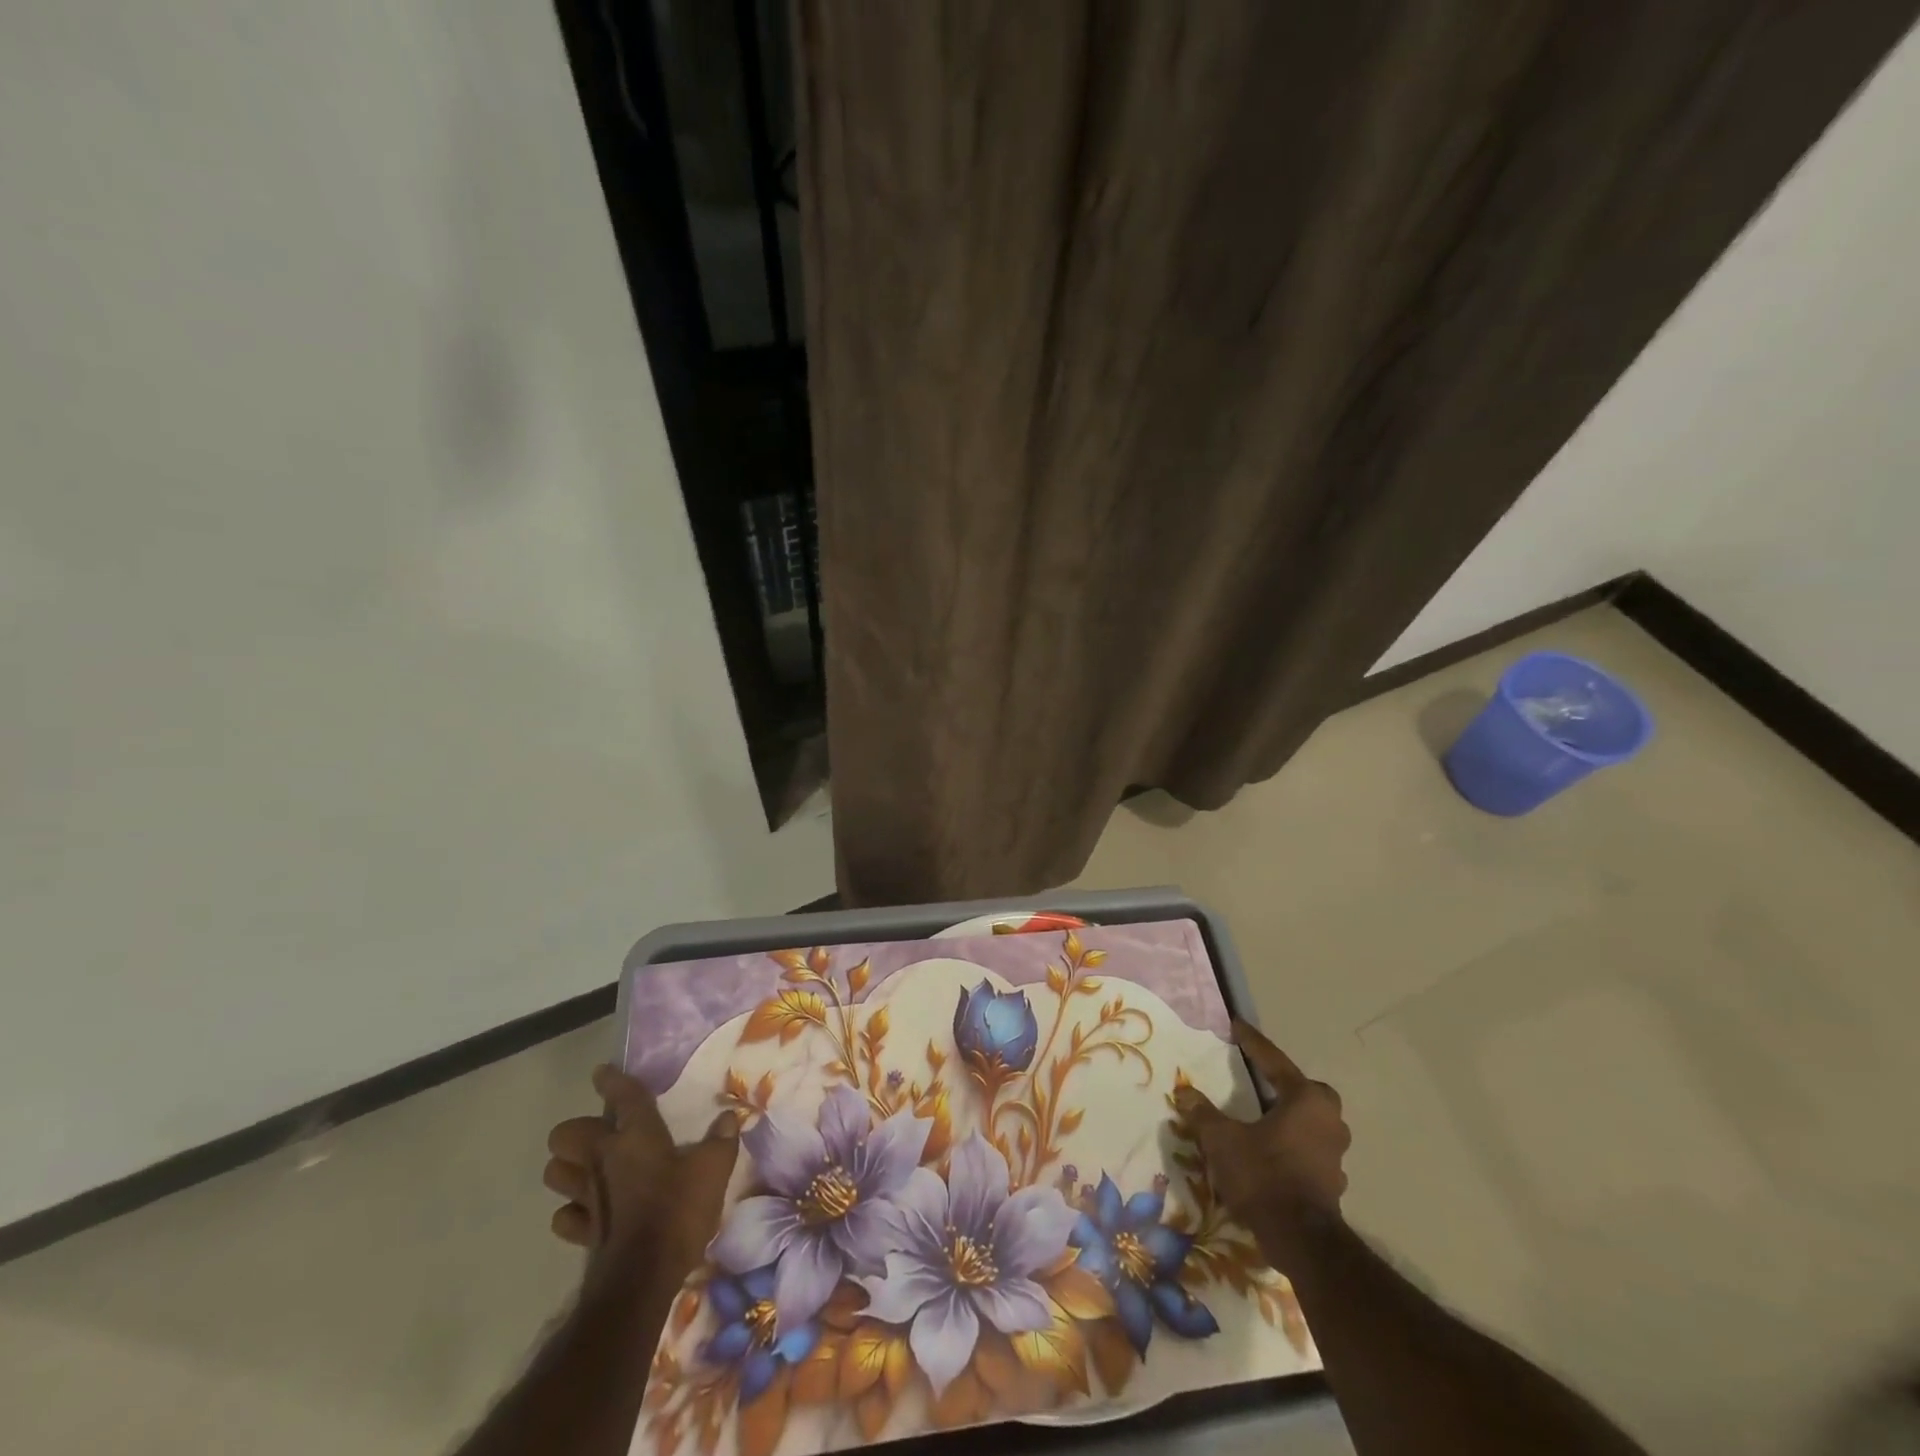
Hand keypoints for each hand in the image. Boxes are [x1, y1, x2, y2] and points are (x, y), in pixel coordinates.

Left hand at [545, 1065, 739, 1290]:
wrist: (642, 1279)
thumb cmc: (679, 1212)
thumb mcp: (714, 1170)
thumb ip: (722, 1140)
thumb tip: (730, 1117)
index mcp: (636, 1135)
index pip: (621, 1096)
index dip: (611, 1081)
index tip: (601, 1072)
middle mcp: (603, 1158)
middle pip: (566, 1134)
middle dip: (577, 1131)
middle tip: (600, 1134)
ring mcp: (586, 1196)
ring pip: (556, 1173)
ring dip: (567, 1168)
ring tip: (588, 1168)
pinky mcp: (581, 1232)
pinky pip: (564, 1215)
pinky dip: (572, 1211)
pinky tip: (587, 1211)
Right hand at [1173, 1021, 1350, 1272]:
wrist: (1300, 1241)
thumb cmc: (1264, 1175)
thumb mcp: (1222, 1139)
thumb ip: (1203, 1113)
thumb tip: (1185, 1092)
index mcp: (1306, 1099)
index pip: (1273, 1061)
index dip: (1251, 1042)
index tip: (1237, 1025)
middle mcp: (1328, 1120)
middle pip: (1303, 1091)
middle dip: (1281, 1084)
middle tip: (1256, 1080)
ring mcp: (1335, 1153)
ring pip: (1308, 1121)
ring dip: (1286, 1116)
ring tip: (1258, 1117)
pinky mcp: (1332, 1181)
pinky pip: (1307, 1148)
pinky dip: (1289, 1144)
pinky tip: (1268, 1151)